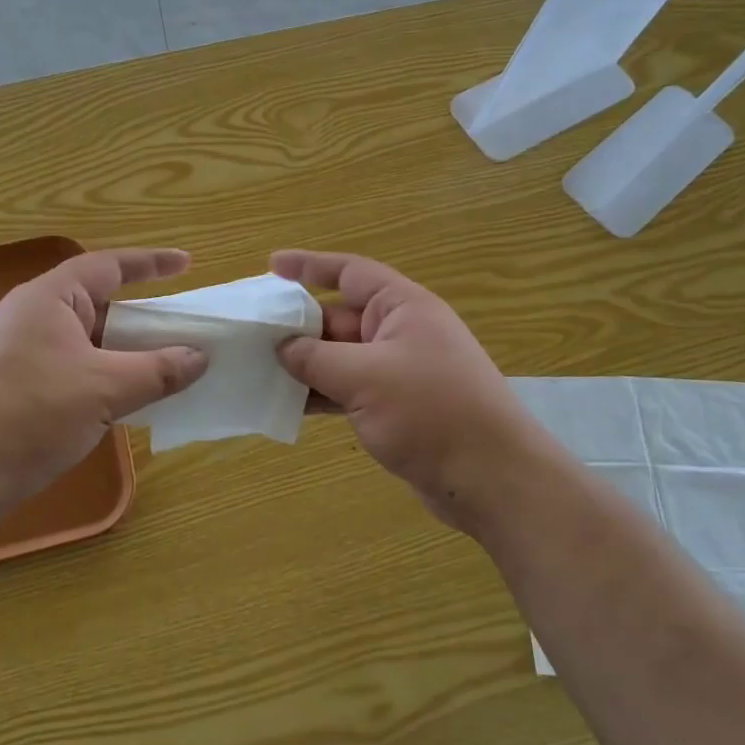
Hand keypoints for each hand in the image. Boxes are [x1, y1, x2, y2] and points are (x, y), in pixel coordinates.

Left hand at [0, 248, 208, 525]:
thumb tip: (200, 357)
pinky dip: (101, 374)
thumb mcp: (104, 391)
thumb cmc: (29, 414)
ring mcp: (19, 351)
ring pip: (84, 339)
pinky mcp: (13, 385)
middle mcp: (31, 315)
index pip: (108, 266)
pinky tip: (122, 398)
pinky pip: (70, 366)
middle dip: (140, 314)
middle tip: (180, 325)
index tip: (187, 265)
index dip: (151, 263)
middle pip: (97, 303)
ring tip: (161, 363)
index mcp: (49, 298)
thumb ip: (157, 371)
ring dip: (122, 349)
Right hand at [271, 250, 560, 532]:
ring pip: (341, 357)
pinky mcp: (397, 407)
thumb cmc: (432, 411)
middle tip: (251, 334)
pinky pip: (349, 389)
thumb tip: (283, 348)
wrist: (492, 479)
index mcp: (402, 307)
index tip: (271, 266)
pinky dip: (321, 394)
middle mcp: (400, 332)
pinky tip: (288, 405)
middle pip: (339, 317)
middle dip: (298, 325)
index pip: (349, 273)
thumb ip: (317, 358)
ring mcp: (399, 372)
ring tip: (258, 369)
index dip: (309, 266)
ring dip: (305, 364)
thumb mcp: (365, 377)